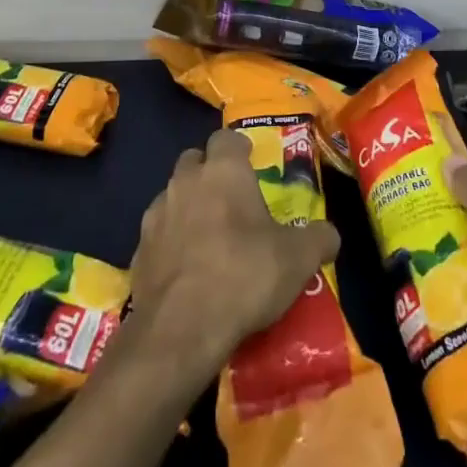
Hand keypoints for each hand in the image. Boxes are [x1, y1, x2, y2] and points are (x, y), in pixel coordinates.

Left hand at [129, 130, 340, 375]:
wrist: (181, 328)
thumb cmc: (244, 276)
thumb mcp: (298, 259)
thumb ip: (318, 239)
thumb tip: (329, 235)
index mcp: (223, 171)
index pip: (227, 138)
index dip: (240, 149)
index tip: (251, 163)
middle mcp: (185, 181)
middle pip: (194, 161)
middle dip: (210, 173)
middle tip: (231, 201)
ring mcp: (156, 214)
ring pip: (173, 196)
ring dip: (188, 207)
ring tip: (209, 238)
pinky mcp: (137, 250)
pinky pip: (158, 235)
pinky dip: (171, 243)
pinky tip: (187, 270)